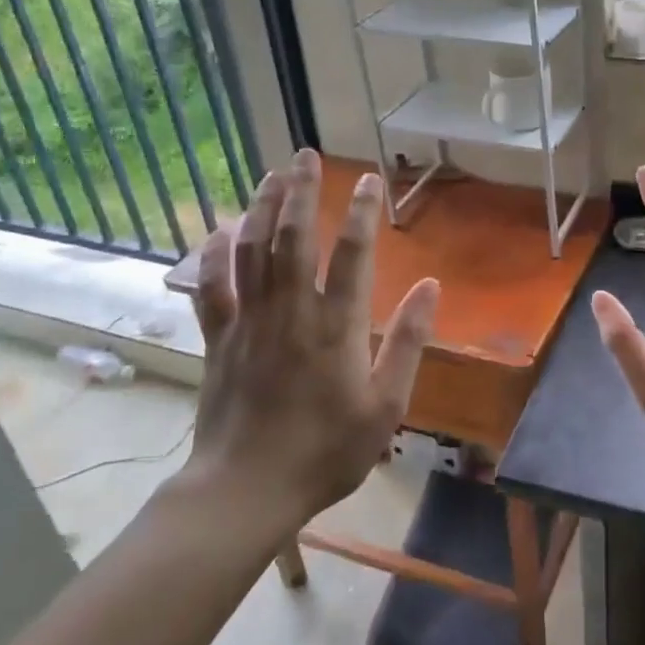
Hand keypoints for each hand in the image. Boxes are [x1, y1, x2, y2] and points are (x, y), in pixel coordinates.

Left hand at [182, 149, 439, 528]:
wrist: (246, 490)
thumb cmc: (326, 450)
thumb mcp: (386, 404)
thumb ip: (408, 341)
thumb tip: (431, 287)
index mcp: (336, 326)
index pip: (352, 253)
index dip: (361, 212)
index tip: (368, 180)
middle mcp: (291, 311)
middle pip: (293, 238)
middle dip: (301, 191)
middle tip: (304, 154)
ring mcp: (249, 322)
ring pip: (252, 251)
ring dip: (261, 208)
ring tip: (271, 174)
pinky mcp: (219, 340)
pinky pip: (213, 288)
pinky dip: (215, 255)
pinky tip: (220, 230)